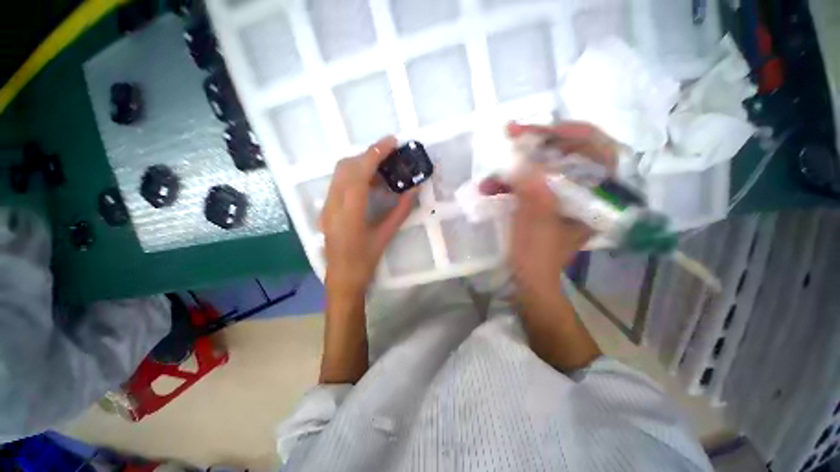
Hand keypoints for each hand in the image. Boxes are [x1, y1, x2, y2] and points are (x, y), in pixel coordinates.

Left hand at [321, 136, 416, 297]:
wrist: (342, 279)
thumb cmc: (365, 261)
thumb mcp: (385, 236)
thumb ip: (401, 210)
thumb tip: (414, 189)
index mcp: (349, 213)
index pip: (359, 173)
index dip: (375, 154)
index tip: (392, 142)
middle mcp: (333, 205)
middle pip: (346, 166)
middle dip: (368, 155)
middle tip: (390, 155)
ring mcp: (327, 206)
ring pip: (340, 173)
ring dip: (361, 165)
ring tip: (384, 171)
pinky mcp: (327, 209)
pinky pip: (339, 183)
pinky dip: (355, 176)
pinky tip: (371, 185)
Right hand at [484, 122, 618, 294]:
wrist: (529, 278)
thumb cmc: (538, 255)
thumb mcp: (536, 221)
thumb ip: (533, 188)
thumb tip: (521, 159)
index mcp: (597, 196)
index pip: (599, 149)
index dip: (573, 133)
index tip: (542, 130)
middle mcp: (583, 191)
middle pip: (568, 152)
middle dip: (537, 144)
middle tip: (512, 135)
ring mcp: (562, 196)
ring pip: (544, 167)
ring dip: (515, 169)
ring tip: (490, 176)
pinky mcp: (544, 201)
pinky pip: (530, 182)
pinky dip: (510, 183)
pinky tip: (490, 188)